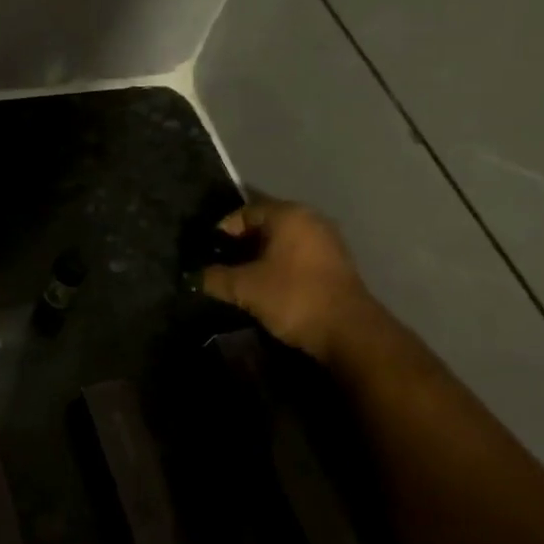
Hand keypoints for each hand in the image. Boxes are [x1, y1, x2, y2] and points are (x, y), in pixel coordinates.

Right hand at [200, 197, 377, 365]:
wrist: (349, 332)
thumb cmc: (293, 297)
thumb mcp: (245, 288)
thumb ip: (215, 278)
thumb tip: (194, 276)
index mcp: (289, 214)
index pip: (245, 211)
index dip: (222, 230)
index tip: (208, 252)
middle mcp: (311, 219)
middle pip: (266, 224)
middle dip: (241, 243)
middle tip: (221, 264)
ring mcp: (328, 241)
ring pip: (283, 241)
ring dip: (261, 256)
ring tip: (242, 278)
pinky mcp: (337, 264)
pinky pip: (299, 256)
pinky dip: (280, 266)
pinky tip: (268, 286)